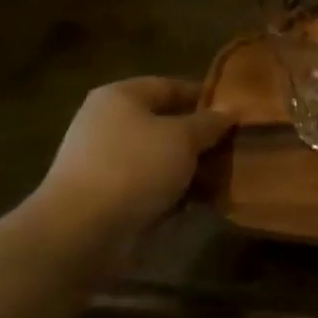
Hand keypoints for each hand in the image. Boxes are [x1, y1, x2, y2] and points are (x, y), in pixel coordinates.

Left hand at [35, 77, 230, 229]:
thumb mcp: (182, 138)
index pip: (170, 86)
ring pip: (160, 157)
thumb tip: (231, 109)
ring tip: (225, 176)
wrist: (81, 232)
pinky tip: (200, 201)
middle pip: (165, 123)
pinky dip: (173, 191)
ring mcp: (105, 162)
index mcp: (120, 97)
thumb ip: (209, 122)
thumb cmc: (134, 168)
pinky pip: (149, 186)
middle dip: (200, 137)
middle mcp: (108, 124)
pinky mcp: (107, 196)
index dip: (204, 97)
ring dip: (189, 167)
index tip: (236, 112)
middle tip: (235, 147)